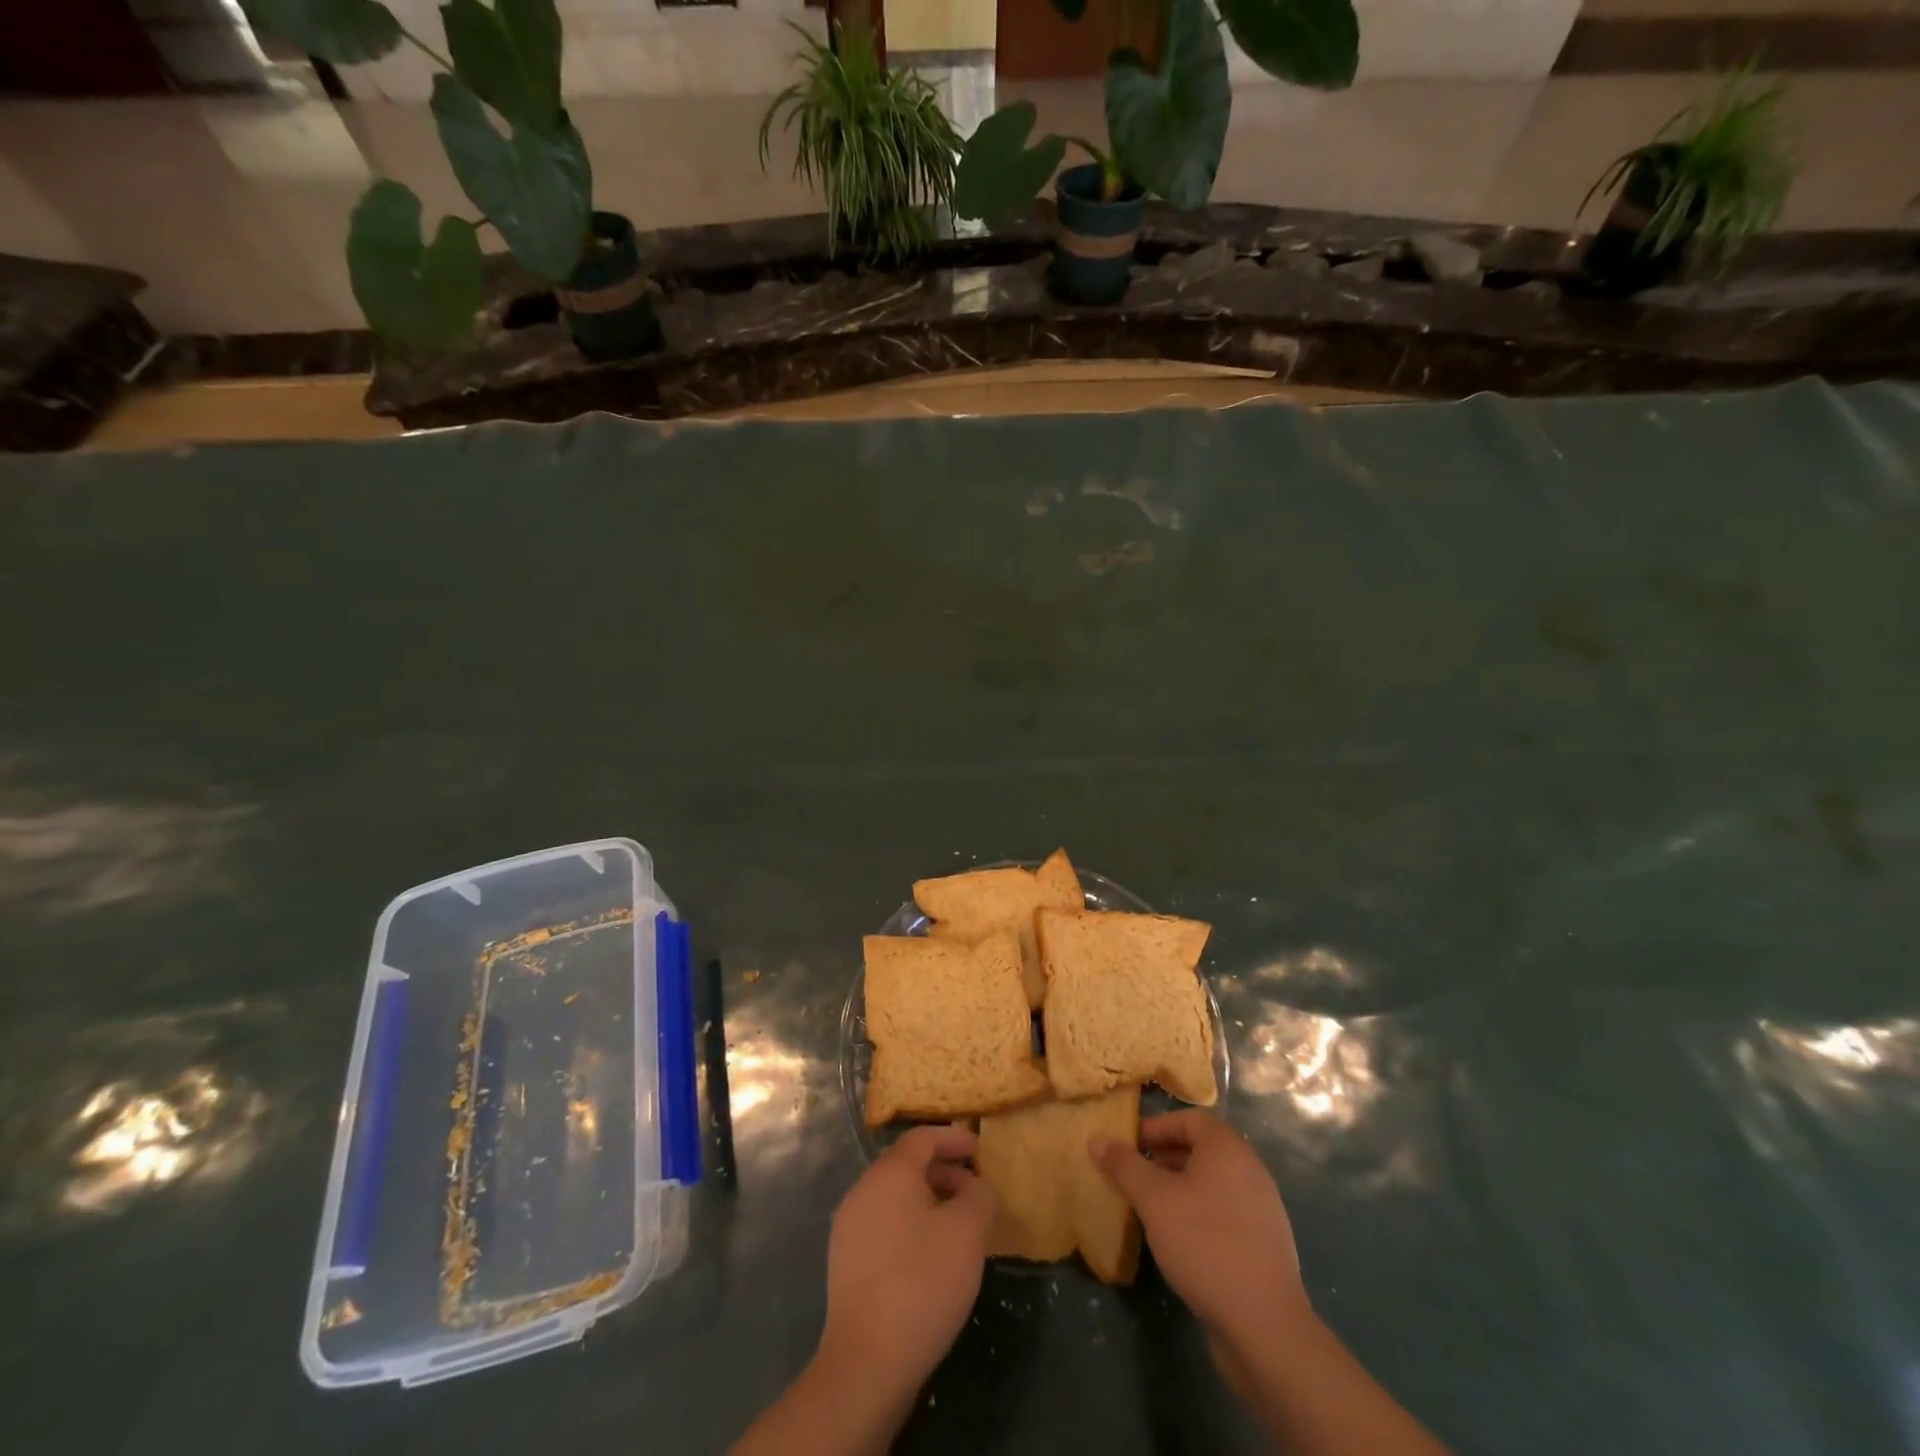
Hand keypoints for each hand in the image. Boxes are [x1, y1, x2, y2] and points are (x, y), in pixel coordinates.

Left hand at [819, 1124, 996, 1403]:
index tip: (979, 1149)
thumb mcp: (968, 1232)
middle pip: (906, 1165)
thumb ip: (978, 1195)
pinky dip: (910, 1226)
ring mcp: (849, 1227)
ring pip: (894, 1197)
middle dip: (943, 1171)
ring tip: (957, 1225)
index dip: (953, 1138)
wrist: (866, 1363)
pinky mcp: (845, 1262)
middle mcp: (863, 1189)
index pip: (923, 1137)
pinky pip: (884, 1225)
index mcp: (889, 1172)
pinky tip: (930, 1257)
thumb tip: (972, 1187)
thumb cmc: (922, 1283)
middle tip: (974, 1190)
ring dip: (928, 1201)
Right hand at [1091, 1111, 1313, 1365]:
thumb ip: (1124, 1165)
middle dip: (1164, 1158)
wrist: (1264, 1324)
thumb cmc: (1204, 1243)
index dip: (1157, 1127)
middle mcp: (1250, 1169)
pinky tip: (1180, 1240)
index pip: (1190, 1119)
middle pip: (1202, 1150)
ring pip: (1213, 1183)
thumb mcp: (1154, 1199)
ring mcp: (1263, 1208)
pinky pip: (1226, 1212)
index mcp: (1228, 1148)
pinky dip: (1200, 1214)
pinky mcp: (1265, 1244)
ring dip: (1180, 1187)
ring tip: (1152, 1209)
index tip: (1130, 1145)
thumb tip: (1097, 1138)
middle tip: (1134, 1176)